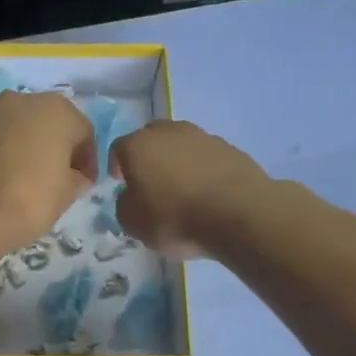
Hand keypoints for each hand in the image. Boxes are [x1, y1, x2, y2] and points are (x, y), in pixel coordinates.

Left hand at [0, 91, 97, 243]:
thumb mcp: (69, 191)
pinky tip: (10, 175)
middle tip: (61, 176)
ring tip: (33, 176)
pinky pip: (1, 138)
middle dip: (58, 146)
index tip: (86, 182)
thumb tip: (74, 176)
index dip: (87, 160)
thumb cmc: (34, 198)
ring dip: (32, 145)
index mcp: (58, 109)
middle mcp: (25, 100)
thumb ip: (78, 177)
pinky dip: (9, 151)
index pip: (84, 132)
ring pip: (23, 127)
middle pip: (51, 123)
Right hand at [111, 121, 270, 257]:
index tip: (121, 183)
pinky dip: (202, 169)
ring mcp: (202, 137)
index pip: (118, 148)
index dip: (117, 166)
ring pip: (181, 144)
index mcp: (138, 145)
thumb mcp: (133, 223)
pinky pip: (206, 157)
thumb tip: (131, 196)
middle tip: (150, 182)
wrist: (238, 213)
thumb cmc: (175, 217)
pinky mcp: (230, 148)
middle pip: (151, 138)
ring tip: (182, 189)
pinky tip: (207, 192)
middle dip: (148, 157)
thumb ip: (125, 205)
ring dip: (177, 161)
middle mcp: (169, 132)